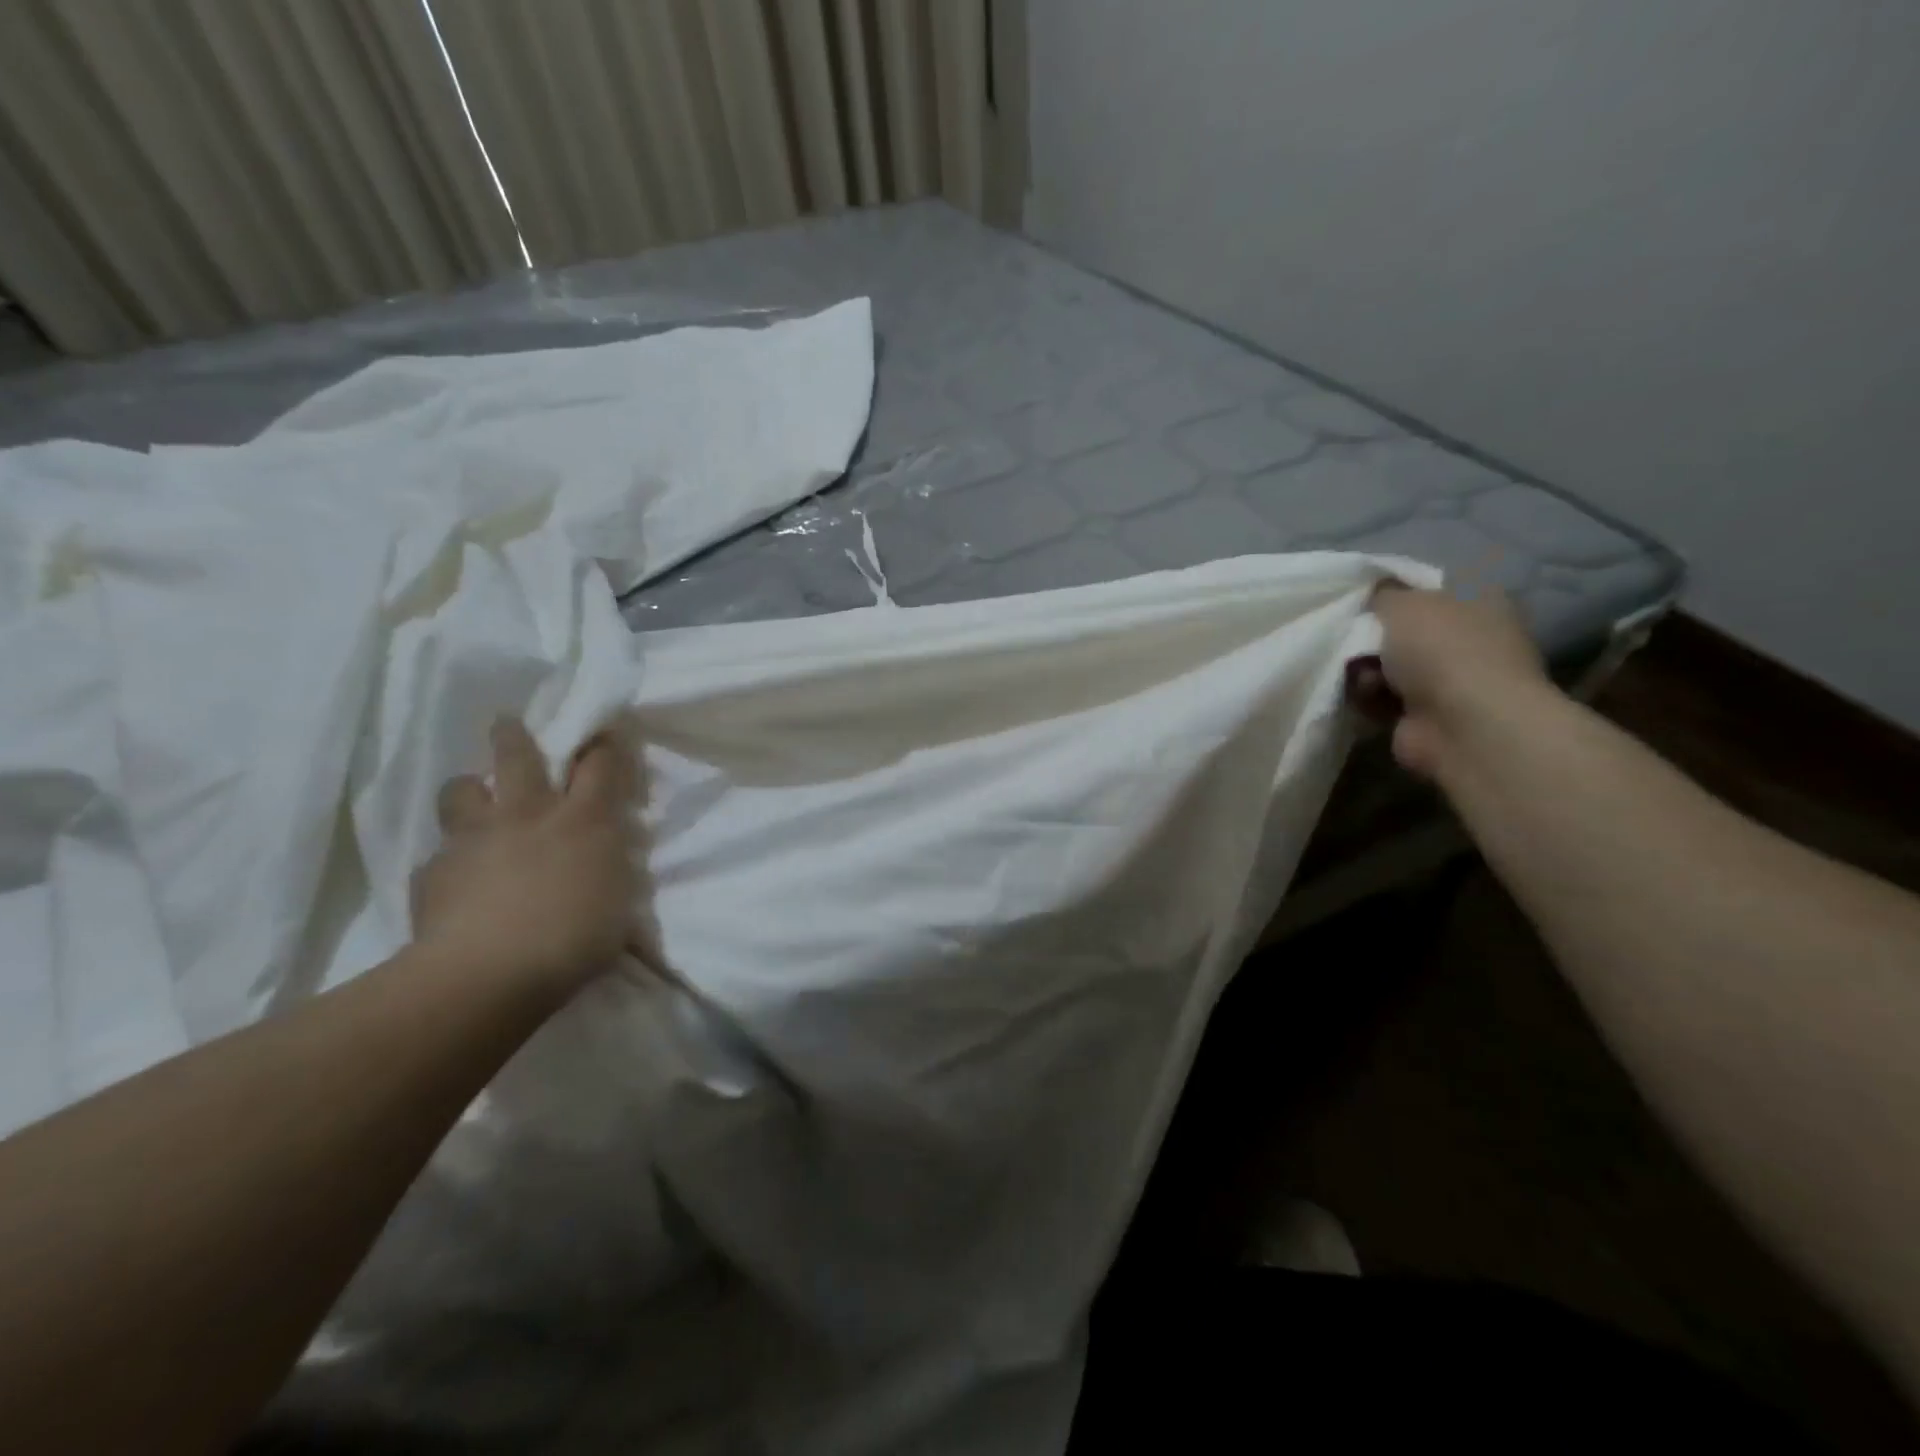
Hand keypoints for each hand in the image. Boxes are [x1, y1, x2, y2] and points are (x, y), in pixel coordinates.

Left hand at [411, 716, 639, 994]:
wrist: (487, 974)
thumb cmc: (575, 939)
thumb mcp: (618, 902)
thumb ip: (610, 870)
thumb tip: (605, 859)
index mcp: (584, 820)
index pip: (599, 763)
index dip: (602, 742)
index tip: (602, 729)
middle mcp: (528, 814)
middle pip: (517, 755)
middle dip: (514, 734)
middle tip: (507, 723)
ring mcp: (476, 838)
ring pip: (462, 790)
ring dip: (469, 789)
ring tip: (473, 801)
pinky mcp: (434, 870)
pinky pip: (439, 853)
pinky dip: (450, 859)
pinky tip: (455, 880)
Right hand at [1365, 586, 1554, 779]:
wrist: (1462, 725)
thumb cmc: (1441, 649)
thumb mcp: (1403, 602)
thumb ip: (1381, 593)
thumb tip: (1372, 594)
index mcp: (1476, 599)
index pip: (1424, 588)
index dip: (1388, 593)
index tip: (1360, 600)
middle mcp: (1467, 638)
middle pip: (1398, 630)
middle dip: (1368, 637)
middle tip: (1354, 641)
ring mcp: (1450, 681)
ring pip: (1385, 666)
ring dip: (1364, 670)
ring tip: (1364, 676)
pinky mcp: (1427, 715)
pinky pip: (1381, 698)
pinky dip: (1369, 698)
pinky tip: (1368, 699)